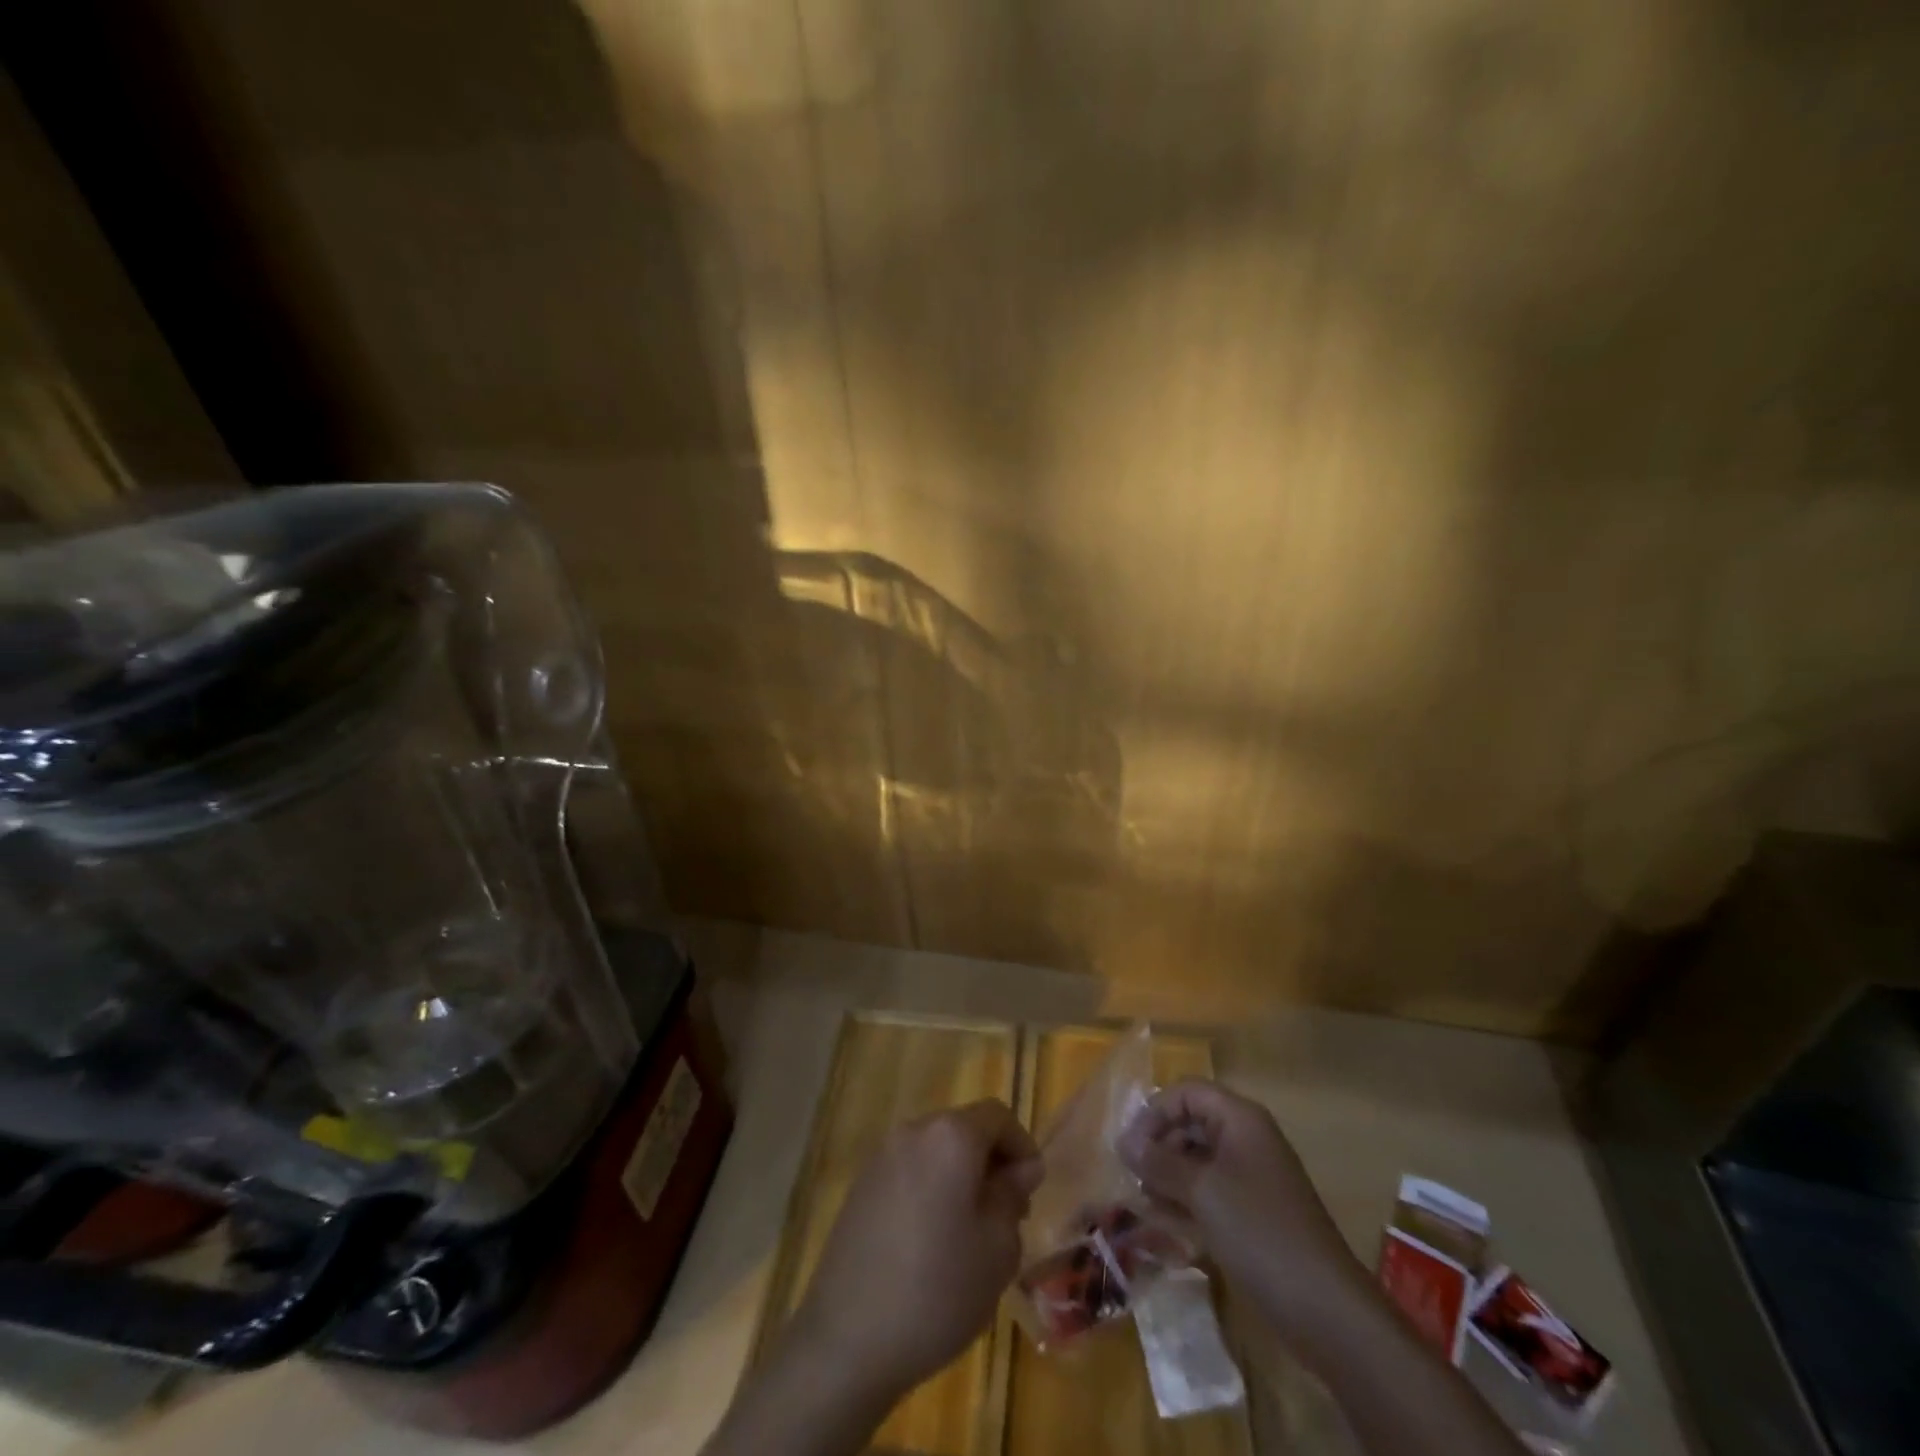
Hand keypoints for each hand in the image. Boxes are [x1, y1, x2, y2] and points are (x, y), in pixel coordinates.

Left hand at [792, 1099, 1042, 1403]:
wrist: (847, 1340)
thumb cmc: (937, 1290)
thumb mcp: (997, 1249)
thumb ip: (1011, 1196)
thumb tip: (1019, 1169)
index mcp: (950, 1137)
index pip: (998, 1117)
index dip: (1022, 1147)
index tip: (1031, 1192)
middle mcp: (913, 1132)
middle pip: (964, 1130)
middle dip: (991, 1163)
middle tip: (1007, 1217)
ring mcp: (881, 1158)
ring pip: (936, 1152)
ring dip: (960, 1178)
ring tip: (970, 1235)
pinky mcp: (861, 1187)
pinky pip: (910, 1172)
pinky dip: (931, 1190)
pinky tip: (932, 1243)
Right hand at [1119, 1079, 1365, 1342]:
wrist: (1326, 1309)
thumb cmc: (1259, 1232)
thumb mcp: (1202, 1190)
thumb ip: (1159, 1161)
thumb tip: (1124, 1141)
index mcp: (1240, 1119)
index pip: (1186, 1093)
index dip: (1155, 1113)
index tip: (1130, 1148)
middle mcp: (1246, 1139)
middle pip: (1191, 1124)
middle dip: (1159, 1147)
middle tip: (1134, 1178)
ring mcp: (1251, 1178)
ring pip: (1197, 1161)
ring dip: (1168, 1177)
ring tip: (1144, 1203)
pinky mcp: (1253, 1214)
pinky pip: (1210, 1193)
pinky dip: (1186, 1201)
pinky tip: (1164, 1224)